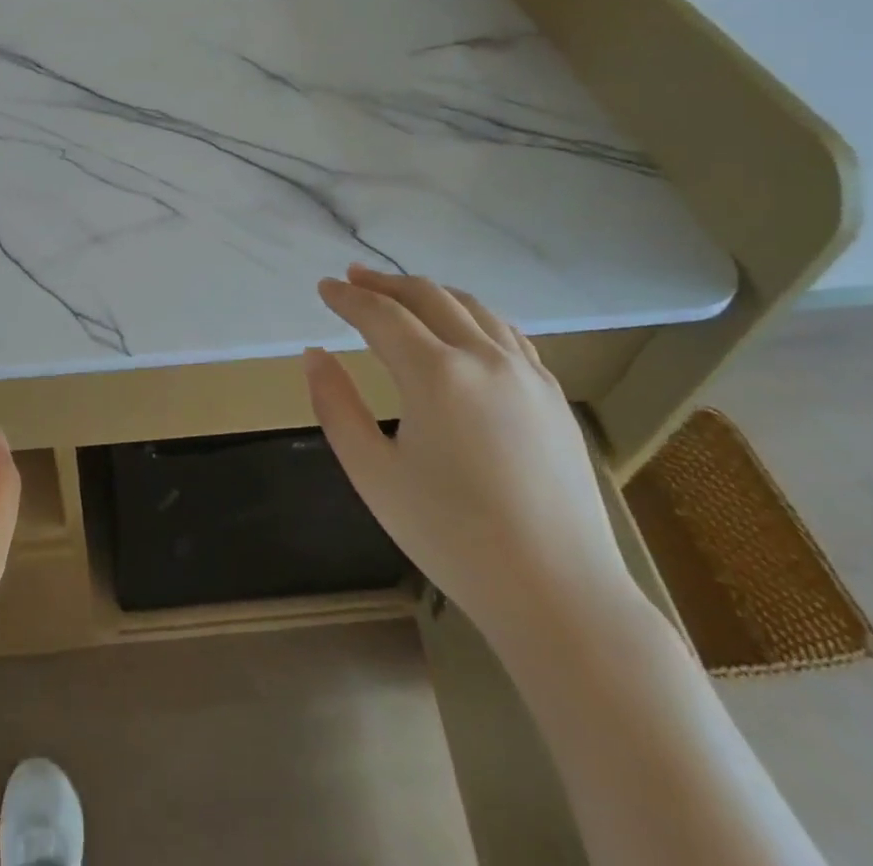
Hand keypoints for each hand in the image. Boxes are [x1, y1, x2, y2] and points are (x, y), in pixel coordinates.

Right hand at [304, 266, 633, 642]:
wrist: (558, 593)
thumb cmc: (452, 537)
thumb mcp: (373, 474)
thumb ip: (336, 406)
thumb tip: (314, 354)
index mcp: (436, 374)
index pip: (381, 315)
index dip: (347, 298)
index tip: (323, 287)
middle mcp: (484, 357)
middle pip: (428, 297)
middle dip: (385, 283)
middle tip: (353, 278)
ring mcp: (527, 373)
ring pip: (473, 307)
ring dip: (430, 293)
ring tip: (401, 294)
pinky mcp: (552, 395)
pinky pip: (507, 333)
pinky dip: (472, 316)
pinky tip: (463, 328)